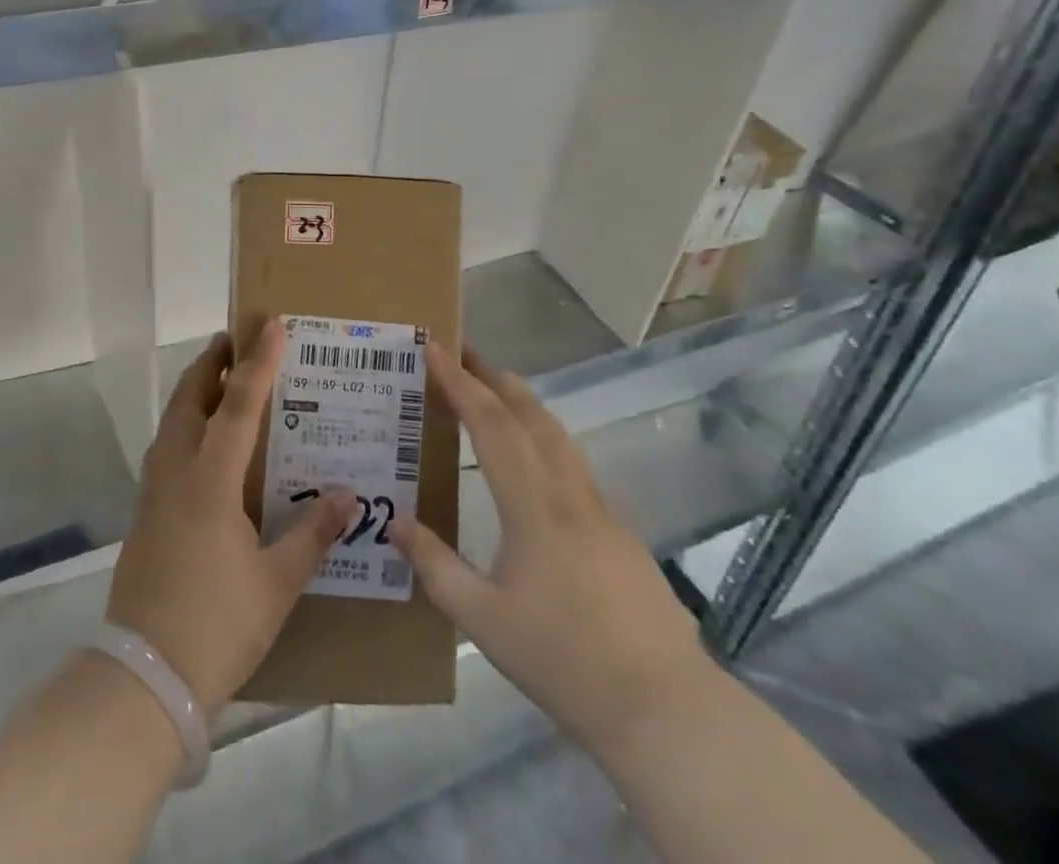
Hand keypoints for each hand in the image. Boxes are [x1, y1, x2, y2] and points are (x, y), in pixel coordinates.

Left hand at [107, 323, 355, 713]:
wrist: (145, 675)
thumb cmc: (217, 624)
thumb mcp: (276, 582)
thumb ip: (312, 534)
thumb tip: (348, 497)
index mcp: (210, 480)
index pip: (237, 405)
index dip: (258, 363)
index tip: (271, 326)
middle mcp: (176, 471)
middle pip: (190, 398)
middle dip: (213, 363)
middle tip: (237, 341)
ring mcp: (154, 490)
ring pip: (172, 420)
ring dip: (195, 391)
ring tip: (223, 380)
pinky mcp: (144, 511)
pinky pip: (166, 446)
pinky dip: (185, 424)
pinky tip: (205, 442)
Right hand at [391, 344, 713, 755]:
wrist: (664, 709)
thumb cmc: (564, 660)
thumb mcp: (483, 619)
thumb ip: (435, 566)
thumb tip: (393, 521)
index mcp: (533, 506)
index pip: (490, 424)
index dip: (459, 382)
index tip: (434, 348)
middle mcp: (569, 493)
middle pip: (530, 414)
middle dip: (492, 376)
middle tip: (461, 352)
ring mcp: (601, 511)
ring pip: (558, 435)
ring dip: (522, 401)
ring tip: (494, 388)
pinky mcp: (620, 533)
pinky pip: (573, 463)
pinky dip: (543, 435)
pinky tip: (534, 457)